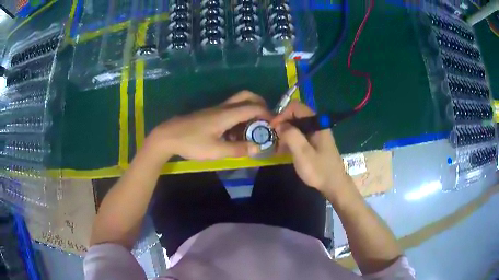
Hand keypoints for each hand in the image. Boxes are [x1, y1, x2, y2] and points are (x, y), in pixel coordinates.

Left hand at [146, 91, 270, 160]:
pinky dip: (238, 116)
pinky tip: (235, 133)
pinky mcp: (210, 114)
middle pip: (246, 96)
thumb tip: (257, 148)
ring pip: (238, 102)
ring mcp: (216, 109)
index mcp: (227, 114)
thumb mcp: (216, 150)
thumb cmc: (191, 143)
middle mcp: (223, 107)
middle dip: (260, 104)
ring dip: (249, 111)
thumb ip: (238, 149)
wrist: (168, 136)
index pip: (254, 107)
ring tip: (252, 129)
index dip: (267, 114)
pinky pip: (229, 109)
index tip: (275, 124)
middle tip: (265, 119)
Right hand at [271, 101, 349, 193]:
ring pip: (297, 125)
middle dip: (283, 123)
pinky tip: (284, 150)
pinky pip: (300, 134)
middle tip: (273, 138)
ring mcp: (317, 133)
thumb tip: (279, 124)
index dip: (282, 114)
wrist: (334, 185)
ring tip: (277, 146)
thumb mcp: (303, 153)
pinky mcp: (315, 142)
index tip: (273, 128)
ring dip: (285, 133)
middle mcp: (317, 124)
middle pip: (296, 115)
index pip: (296, 107)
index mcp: (317, 123)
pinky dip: (291, 139)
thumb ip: (291, 135)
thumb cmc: (319, 170)